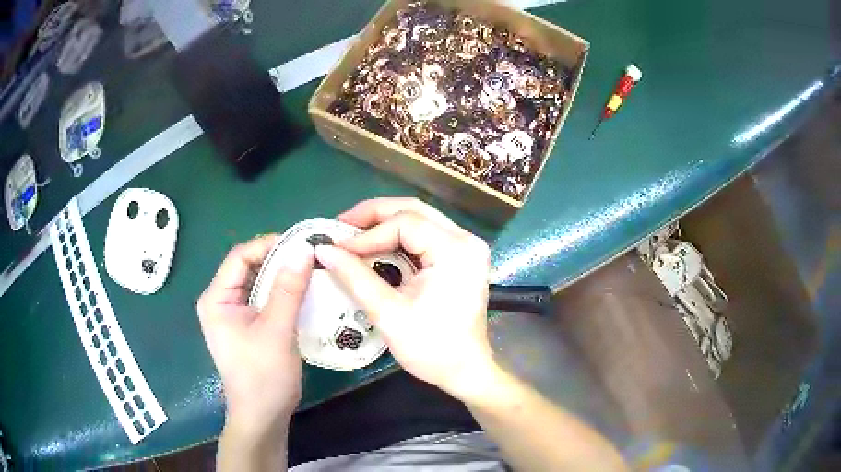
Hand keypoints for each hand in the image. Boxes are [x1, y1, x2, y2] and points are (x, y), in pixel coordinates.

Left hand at [197, 235, 313, 439]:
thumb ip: (288, 289)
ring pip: (258, 282)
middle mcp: (221, 301)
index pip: (240, 256)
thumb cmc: (263, 376)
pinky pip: (263, 299)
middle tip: (310, 256)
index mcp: (217, 298)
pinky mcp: (247, 326)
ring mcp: (233, 314)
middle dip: (278, 259)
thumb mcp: (277, 330)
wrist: (263, 416)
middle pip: (248, 267)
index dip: (269, 245)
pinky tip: (303, 292)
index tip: (302, 243)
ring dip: (282, 275)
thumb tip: (305, 249)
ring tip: (310, 269)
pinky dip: (282, 292)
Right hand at [315, 198, 495, 400]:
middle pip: (413, 210)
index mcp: (455, 251)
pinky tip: (375, 246)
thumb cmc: (431, 348)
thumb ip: (355, 277)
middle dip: (374, 215)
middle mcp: (465, 240)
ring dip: (384, 224)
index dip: (367, 234)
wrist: (465, 371)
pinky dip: (397, 238)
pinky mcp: (460, 257)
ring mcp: (466, 247)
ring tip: (352, 234)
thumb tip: (323, 250)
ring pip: (419, 219)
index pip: (404, 224)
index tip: (336, 247)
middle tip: (341, 226)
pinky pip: (424, 235)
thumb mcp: (388, 313)